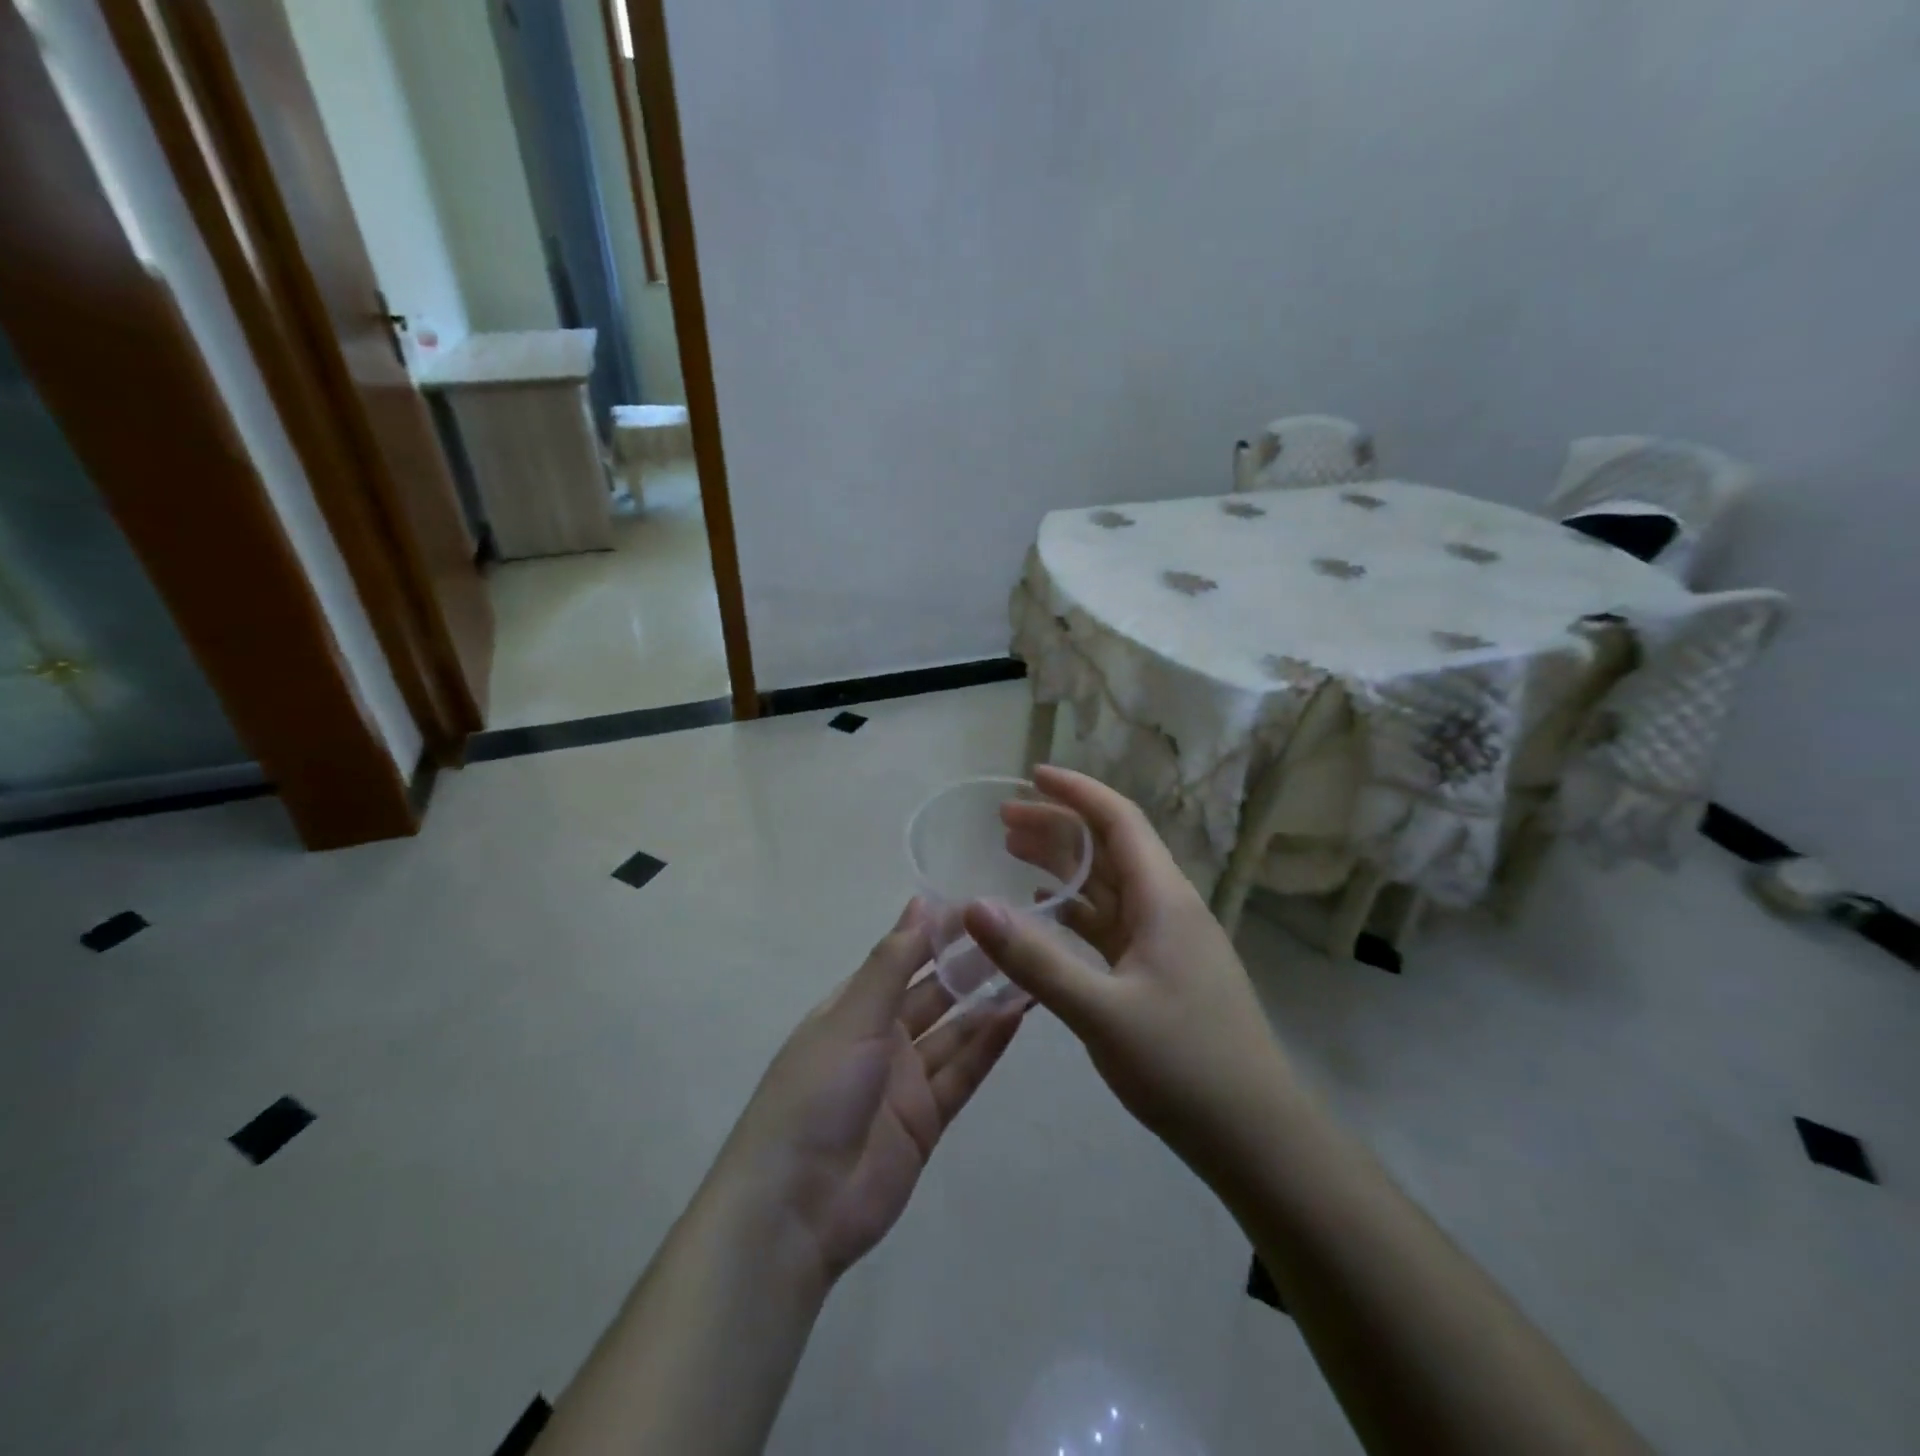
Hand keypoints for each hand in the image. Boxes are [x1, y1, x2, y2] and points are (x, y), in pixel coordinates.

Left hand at [711, 900, 1026, 1282]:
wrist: (797, 1207)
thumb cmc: (817, 1092)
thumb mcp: (852, 1017)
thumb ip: (892, 963)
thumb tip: (920, 902)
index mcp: (854, 1007)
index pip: (902, 957)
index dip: (937, 933)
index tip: (980, 907)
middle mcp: (881, 1038)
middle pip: (933, 994)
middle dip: (969, 966)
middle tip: (1016, 935)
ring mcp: (905, 1081)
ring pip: (955, 1033)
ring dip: (987, 1005)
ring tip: (1030, 972)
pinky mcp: (927, 1120)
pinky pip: (963, 1074)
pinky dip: (988, 1047)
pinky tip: (1017, 1017)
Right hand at [965, 766, 1291, 1186]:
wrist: (1255, 1135)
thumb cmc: (1185, 1065)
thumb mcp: (1102, 1011)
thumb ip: (1035, 959)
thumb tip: (973, 906)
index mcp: (1163, 899)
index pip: (1119, 820)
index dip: (1076, 792)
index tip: (1033, 775)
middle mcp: (1166, 907)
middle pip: (1108, 847)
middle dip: (1058, 826)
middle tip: (1002, 820)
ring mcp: (1165, 940)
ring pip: (1107, 885)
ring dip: (1064, 865)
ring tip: (1012, 853)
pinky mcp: (1159, 970)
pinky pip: (1110, 922)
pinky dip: (1075, 909)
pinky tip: (1046, 911)